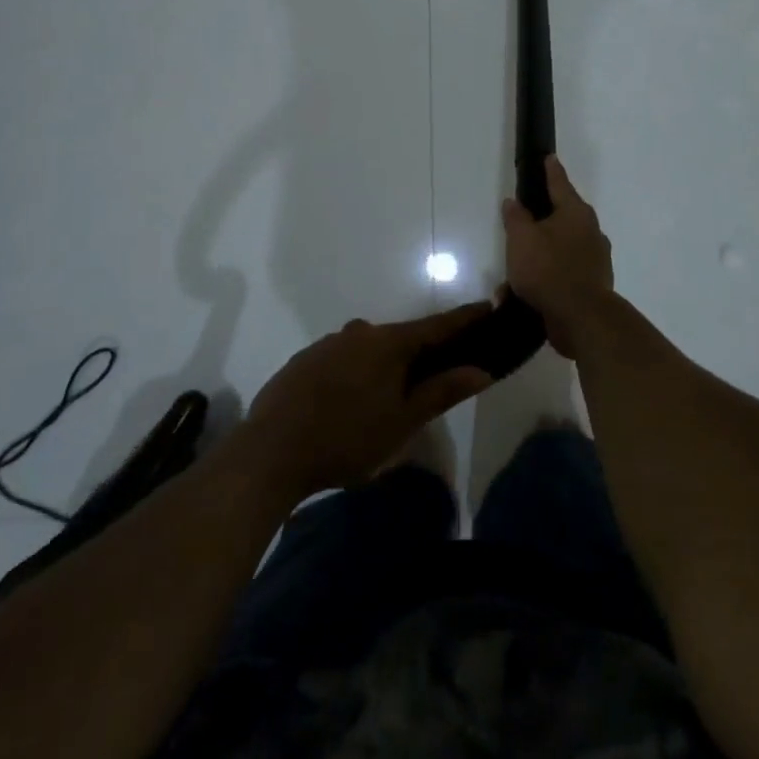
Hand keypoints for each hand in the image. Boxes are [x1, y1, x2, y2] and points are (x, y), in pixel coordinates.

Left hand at [236, 305, 493, 497]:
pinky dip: (356, 373)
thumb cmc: (347, 438)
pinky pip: (342, 360)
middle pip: (401, 338)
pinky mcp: (304, 360)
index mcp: (389, 343)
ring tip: (388, 397)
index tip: (487, 307)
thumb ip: (441, 392)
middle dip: (421, 351)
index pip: (436, 325)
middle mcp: (360, 332)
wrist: (270, 451)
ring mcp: (328, 343)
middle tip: (436, 373)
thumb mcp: (402, 422)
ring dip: (385, 365)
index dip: (464, 319)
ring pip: (369, 349)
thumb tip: (482, 369)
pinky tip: (349, 401)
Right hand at [502, 155, 614, 357]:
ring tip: (513, 273)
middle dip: (540, 222)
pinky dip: (545, 279)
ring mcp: (595, 259)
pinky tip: (523, 294)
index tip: (549, 158)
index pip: (560, 183)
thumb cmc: (548, 269)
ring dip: (538, 257)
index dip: (551, 170)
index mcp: (575, 213)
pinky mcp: (593, 284)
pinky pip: (562, 274)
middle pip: (562, 217)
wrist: (581, 318)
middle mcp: (590, 231)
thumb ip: (516, 218)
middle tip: (521, 224)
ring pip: (560, 249)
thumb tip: (514, 202)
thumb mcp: (521, 239)